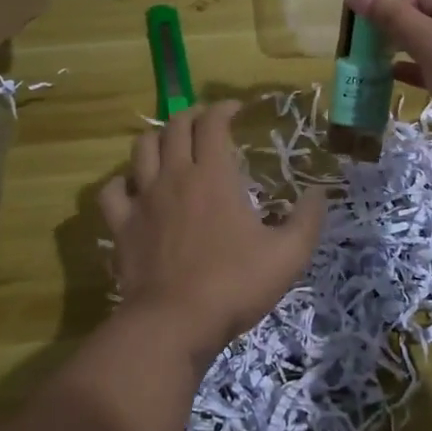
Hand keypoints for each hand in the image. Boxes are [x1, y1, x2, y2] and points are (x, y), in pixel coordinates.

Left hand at [98, 101, 326, 359]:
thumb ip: (307, 220)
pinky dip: (122, 182)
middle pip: (175, 127)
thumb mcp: (287, 255)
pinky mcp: (121, 225)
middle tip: (205, 122)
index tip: (236, 109)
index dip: (223, 108)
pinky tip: (133, 189)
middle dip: (191, 116)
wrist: (175, 321)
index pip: (213, 123)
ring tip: (170, 145)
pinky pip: (112, 191)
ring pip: (141, 149)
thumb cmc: (234, 284)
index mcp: (214, 175)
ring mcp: (143, 199)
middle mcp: (174, 176)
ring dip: (157, 139)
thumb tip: (319, 192)